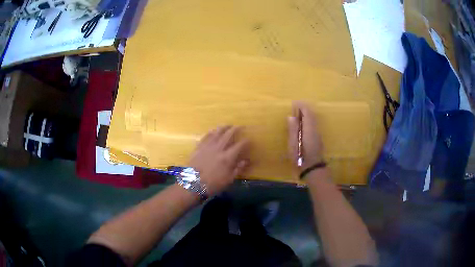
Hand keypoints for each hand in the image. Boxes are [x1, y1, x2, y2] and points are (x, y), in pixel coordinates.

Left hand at [189, 126, 249, 195]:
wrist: (192, 183)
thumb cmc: (212, 184)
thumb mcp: (228, 180)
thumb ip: (238, 169)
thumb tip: (246, 160)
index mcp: (227, 157)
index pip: (239, 145)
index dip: (246, 141)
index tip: (249, 139)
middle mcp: (218, 149)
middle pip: (228, 135)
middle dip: (235, 129)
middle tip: (240, 126)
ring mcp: (207, 146)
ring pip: (217, 133)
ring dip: (223, 128)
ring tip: (228, 125)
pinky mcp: (199, 147)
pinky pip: (206, 136)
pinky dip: (211, 132)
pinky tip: (213, 131)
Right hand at [288, 101, 323, 169]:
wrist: (313, 169)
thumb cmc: (301, 158)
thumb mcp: (293, 145)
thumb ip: (293, 130)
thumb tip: (291, 116)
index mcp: (309, 129)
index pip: (307, 112)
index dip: (301, 106)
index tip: (293, 103)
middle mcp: (315, 129)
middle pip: (311, 114)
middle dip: (303, 109)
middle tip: (294, 108)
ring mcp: (318, 134)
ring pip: (313, 119)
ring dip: (305, 114)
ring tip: (296, 115)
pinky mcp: (318, 138)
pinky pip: (313, 124)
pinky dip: (307, 120)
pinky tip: (301, 125)